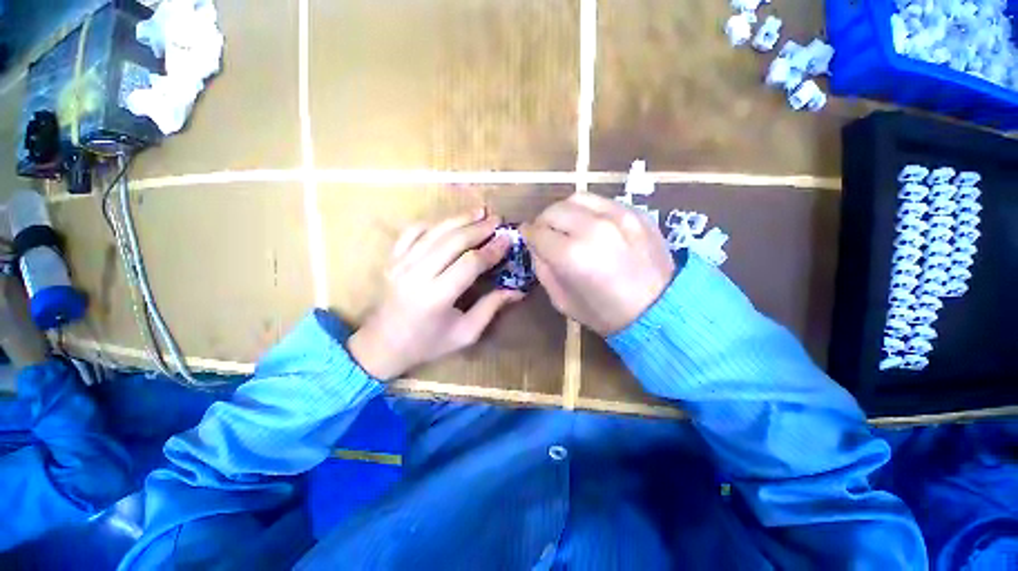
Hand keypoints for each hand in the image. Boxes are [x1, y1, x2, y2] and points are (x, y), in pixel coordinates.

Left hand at [348, 209, 524, 379]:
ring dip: (459, 219)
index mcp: (436, 297)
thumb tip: (517, 290)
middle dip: (478, 228)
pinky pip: (412, 232)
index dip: (491, 250)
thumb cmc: (428, 344)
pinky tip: (448, 223)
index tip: (507, 240)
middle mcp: (416, 275)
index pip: (469, 263)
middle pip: (452, 241)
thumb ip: (491, 307)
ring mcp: (400, 264)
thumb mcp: (465, 333)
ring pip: (434, 232)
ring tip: (480, 211)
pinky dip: (433, 224)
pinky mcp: (392, 259)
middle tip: (497, 220)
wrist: (382, 345)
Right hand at [521, 193, 674, 335]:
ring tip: (567, 225)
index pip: (537, 233)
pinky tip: (591, 226)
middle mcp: (592, 228)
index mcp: (571, 256)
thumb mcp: (562, 301)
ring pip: (576, 198)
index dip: (528, 235)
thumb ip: (543, 269)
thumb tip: (536, 246)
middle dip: (543, 222)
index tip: (527, 237)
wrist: (659, 309)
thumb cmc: (605, 313)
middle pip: (553, 211)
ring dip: (564, 211)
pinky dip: (588, 210)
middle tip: (546, 233)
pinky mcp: (635, 212)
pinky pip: (601, 201)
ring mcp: (617, 216)